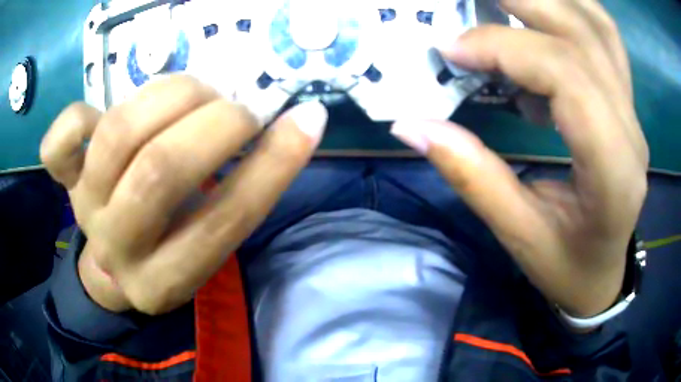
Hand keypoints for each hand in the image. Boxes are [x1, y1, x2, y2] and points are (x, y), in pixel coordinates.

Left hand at [41, 75, 327, 314]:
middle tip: (236, 107)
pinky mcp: (64, 181)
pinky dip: (77, 116)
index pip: (225, 220)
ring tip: (194, 93)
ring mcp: (84, 208)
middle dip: (214, 122)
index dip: (273, 164)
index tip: (306, 118)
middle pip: (159, 170)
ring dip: (169, 96)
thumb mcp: (211, 241)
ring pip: (118, 134)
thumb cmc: (170, 250)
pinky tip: (101, 112)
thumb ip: (244, 188)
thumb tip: (295, 124)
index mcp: (167, 279)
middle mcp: (119, 248)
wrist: (115, 265)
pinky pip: (57, 144)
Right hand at [391, 0, 647, 316]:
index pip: (567, 77)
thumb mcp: (519, 236)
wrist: (602, 274)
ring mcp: (632, 110)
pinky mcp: (626, 102)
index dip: (505, 50)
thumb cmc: (567, 267)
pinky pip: (604, 36)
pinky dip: (571, 8)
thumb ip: (472, 176)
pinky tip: (539, 12)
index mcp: (613, 171)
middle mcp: (631, 129)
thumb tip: (412, 124)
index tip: (451, 49)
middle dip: (520, 1)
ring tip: (501, 0)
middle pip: (584, 34)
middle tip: (466, 2)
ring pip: (599, 24)